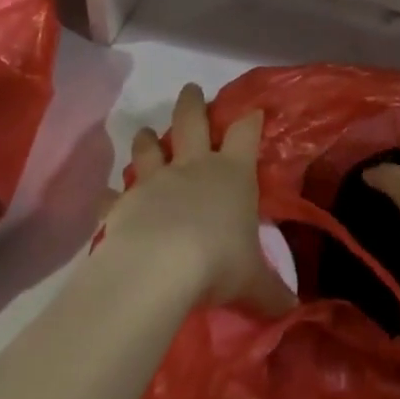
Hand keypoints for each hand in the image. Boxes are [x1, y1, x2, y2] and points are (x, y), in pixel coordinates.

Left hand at [97, 84, 294, 315]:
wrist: (158, 268)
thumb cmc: (218, 262)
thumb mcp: (253, 281)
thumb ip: (272, 292)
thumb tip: (293, 309)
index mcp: (232, 174)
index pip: (245, 134)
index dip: (250, 120)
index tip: (253, 111)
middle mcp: (193, 167)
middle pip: (192, 122)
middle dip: (192, 104)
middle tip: (190, 89)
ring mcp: (155, 181)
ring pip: (149, 149)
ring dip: (148, 139)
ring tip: (146, 132)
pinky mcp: (123, 203)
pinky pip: (114, 196)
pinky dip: (111, 196)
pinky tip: (107, 197)